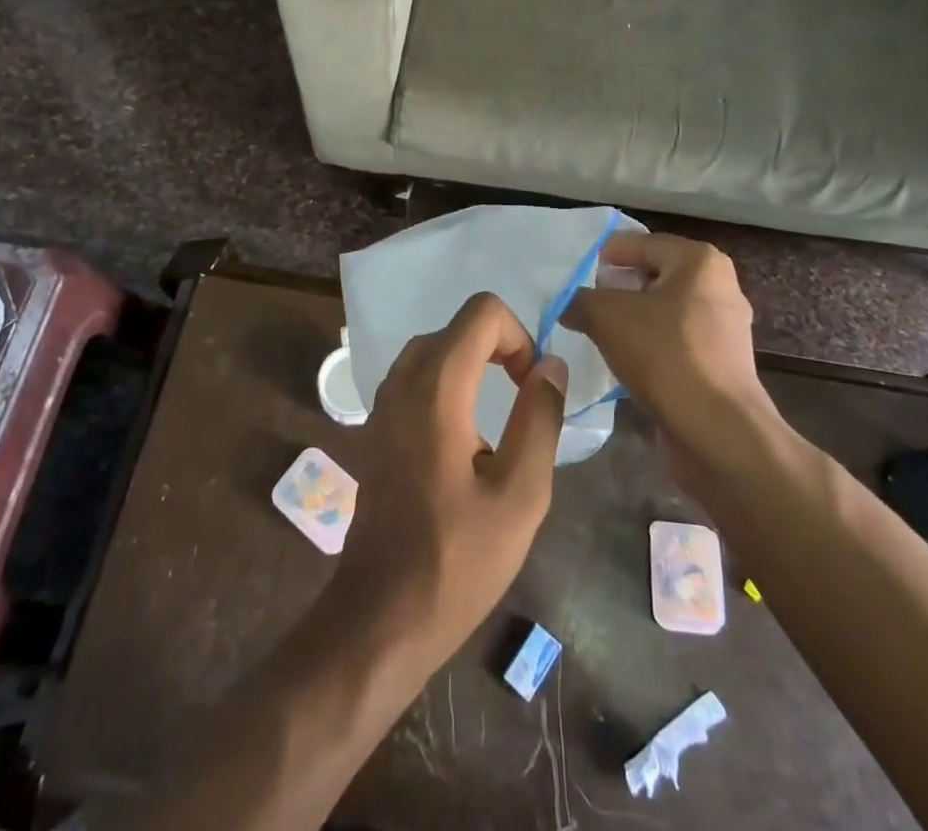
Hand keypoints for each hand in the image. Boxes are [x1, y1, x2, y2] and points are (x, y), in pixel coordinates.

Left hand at [331, 293, 568, 666]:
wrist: (380, 615)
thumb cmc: (457, 560)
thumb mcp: (521, 495)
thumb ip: (540, 418)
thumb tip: (550, 364)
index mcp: (436, 388)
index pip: (482, 311)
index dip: (518, 336)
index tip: (531, 386)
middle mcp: (402, 381)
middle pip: (458, 326)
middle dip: (499, 347)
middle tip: (523, 400)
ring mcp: (382, 402)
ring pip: (435, 348)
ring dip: (473, 364)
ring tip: (498, 416)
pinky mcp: (376, 426)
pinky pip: (416, 375)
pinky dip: (448, 381)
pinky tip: (463, 436)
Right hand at [562, 233, 777, 468]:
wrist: (717, 432)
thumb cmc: (665, 355)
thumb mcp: (606, 316)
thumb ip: (580, 300)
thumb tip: (569, 304)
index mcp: (699, 262)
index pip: (641, 243)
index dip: (606, 255)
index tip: (577, 272)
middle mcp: (719, 287)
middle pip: (654, 276)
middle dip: (618, 287)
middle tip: (584, 301)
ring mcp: (723, 328)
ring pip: (664, 311)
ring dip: (632, 319)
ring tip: (597, 333)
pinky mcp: (720, 364)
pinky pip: (674, 342)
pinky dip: (649, 346)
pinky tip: (624, 362)